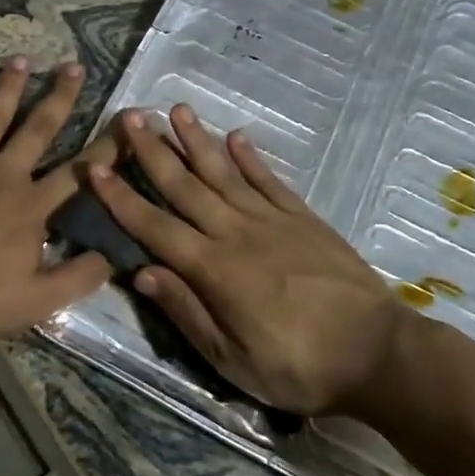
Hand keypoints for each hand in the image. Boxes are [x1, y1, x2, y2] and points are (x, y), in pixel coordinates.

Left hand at [0, 58, 112, 346]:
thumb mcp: (33, 302)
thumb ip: (76, 278)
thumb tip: (114, 256)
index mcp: (30, 207)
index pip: (77, 174)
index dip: (105, 149)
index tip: (125, 122)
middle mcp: (1, 175)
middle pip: (36, 130)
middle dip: (58, 98)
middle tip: (73, 66)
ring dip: (7, 88)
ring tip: (20, 59)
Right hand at [87, 104, 414, 415]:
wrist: (378, 355)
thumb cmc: (298, 367)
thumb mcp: (232, 359)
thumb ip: (187, 311)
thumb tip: (142, 272)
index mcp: (213, 269)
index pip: (155, 225)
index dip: (122, 197)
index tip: (96, 166)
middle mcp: (236, 233)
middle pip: (186, 186)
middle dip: (154, 150)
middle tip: (131, 116)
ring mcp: (272, 220)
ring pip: (224, 173)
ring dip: (197, 140)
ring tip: (177, 109)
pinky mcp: (303, 219)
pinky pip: (269, 181)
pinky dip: (250, 157)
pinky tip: (235, 136)